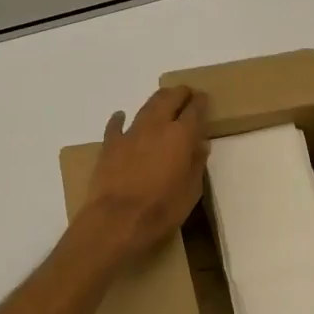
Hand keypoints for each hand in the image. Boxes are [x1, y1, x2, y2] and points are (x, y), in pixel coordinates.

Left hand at [79, 85, 207, 263]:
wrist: (117, 220)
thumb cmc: (162, 209)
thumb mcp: (191, 191)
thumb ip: (196, 164)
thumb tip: (200, 145)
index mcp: (181, 136)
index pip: (195, 110)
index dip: (201, 102)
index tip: (204, 99)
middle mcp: (156, 126)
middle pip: (168, 98)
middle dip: (179, 93)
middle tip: (185, 94)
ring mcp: (130, 133)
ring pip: (145, 107)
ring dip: (156, 101)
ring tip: (163, 101)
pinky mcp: (110, 145)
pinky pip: (116, 125)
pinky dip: (120, 119)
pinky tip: (121, 116)